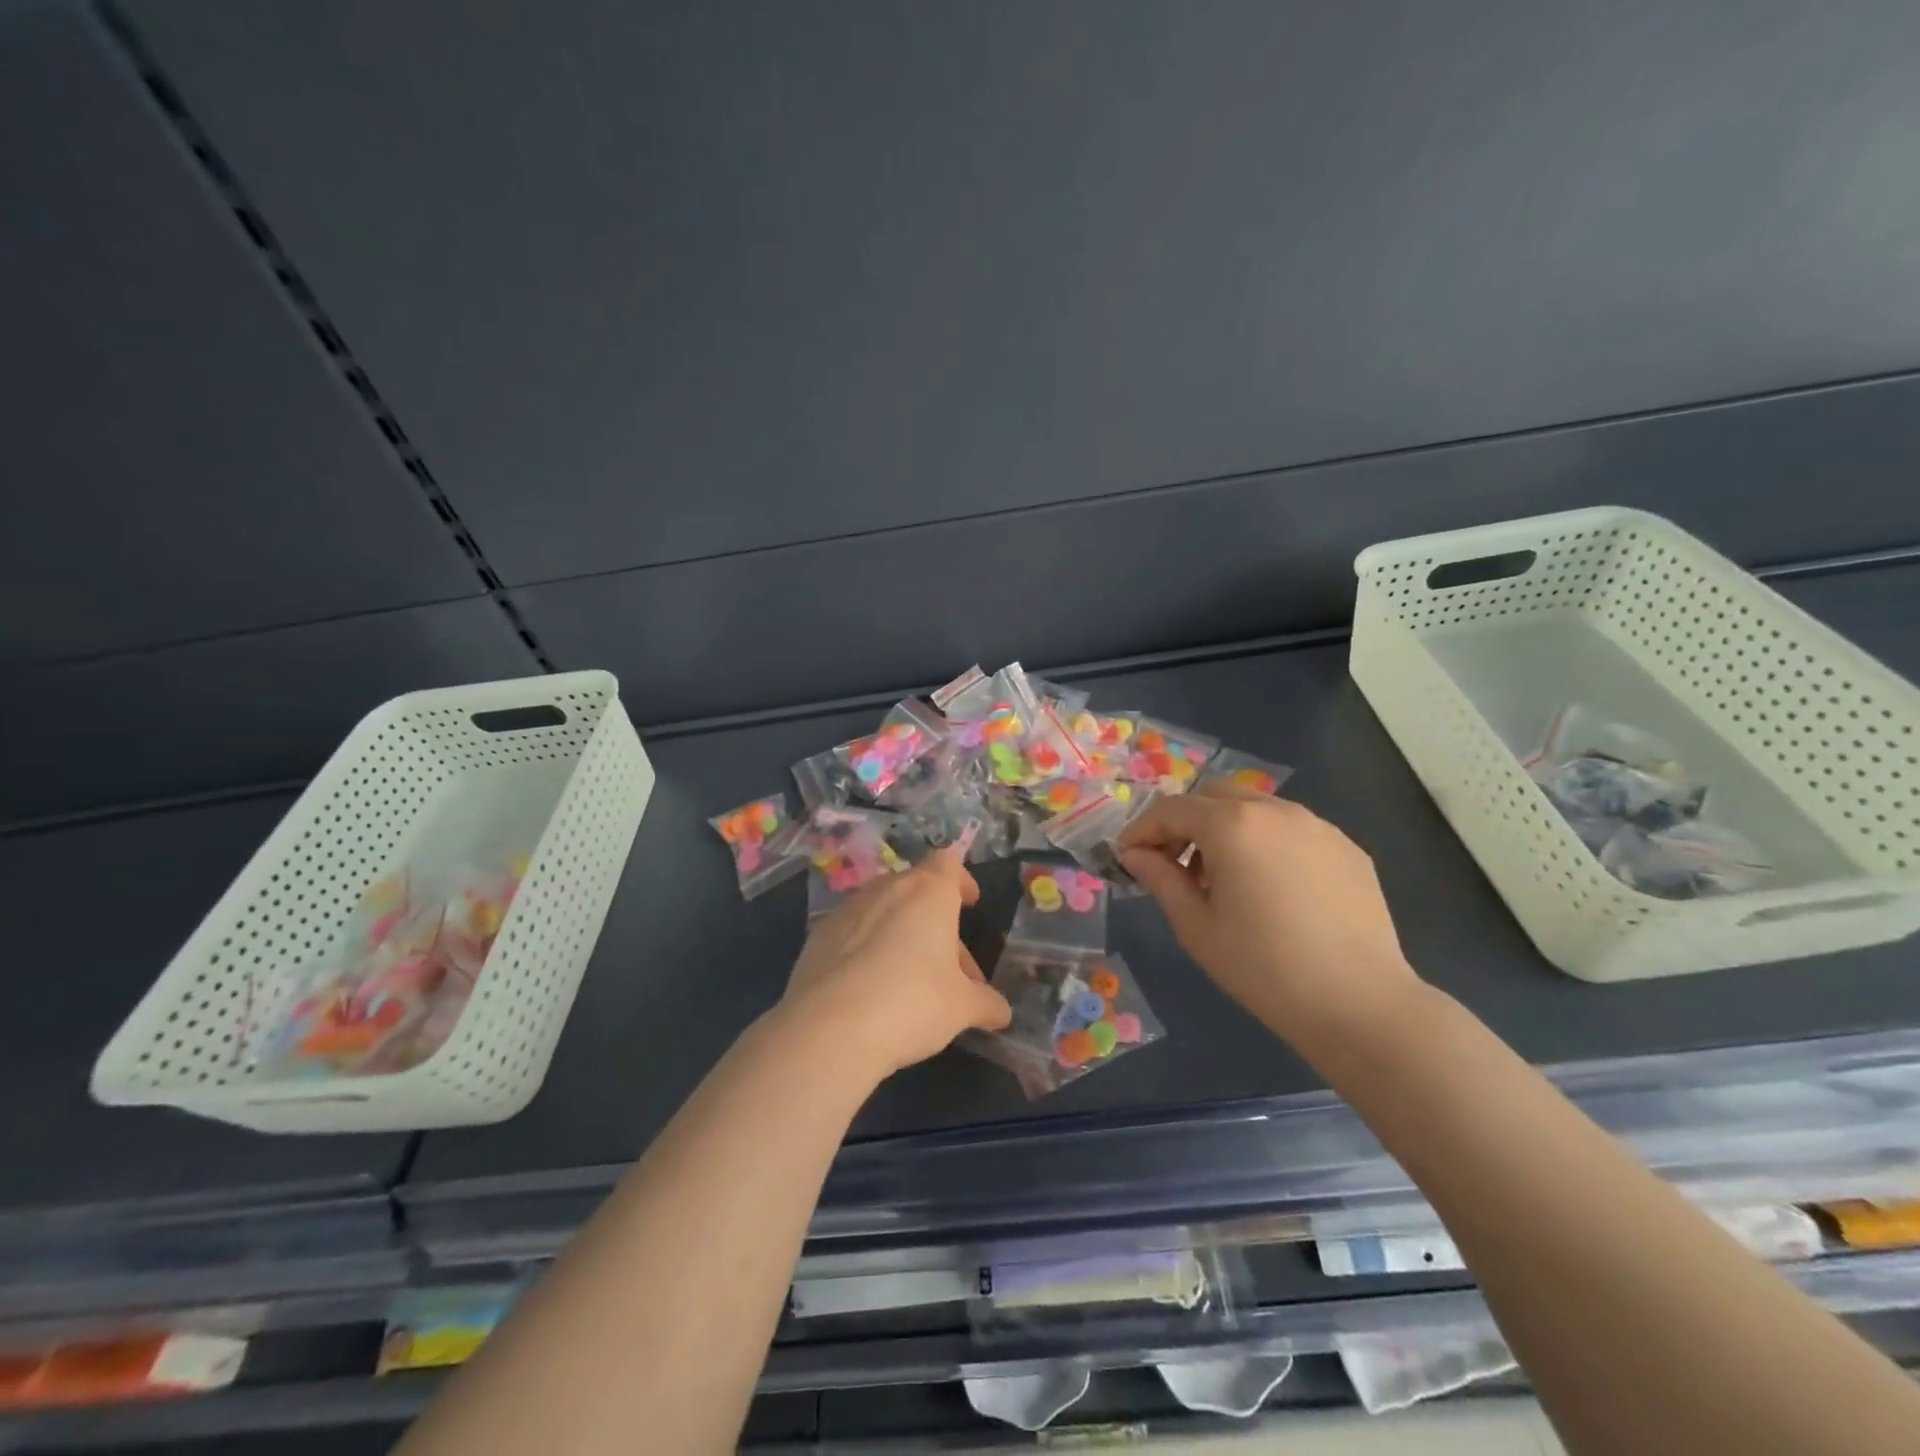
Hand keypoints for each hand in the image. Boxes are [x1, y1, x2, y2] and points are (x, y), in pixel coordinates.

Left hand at [778, 850, 1011, 1081]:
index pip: (948, 863)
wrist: (830, 1028)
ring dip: (901, 934)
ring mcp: (848, 909)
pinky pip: (853, 932)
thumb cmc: (913, 1003)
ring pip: (884, 910)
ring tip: (911, 979)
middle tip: (950, 965)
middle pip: (917, 890)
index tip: (970, 903)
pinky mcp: (818, 935)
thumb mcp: (962, 1008)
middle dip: (935, 921)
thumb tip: (1001, 1012)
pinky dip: (867, 948)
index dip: (961, 880)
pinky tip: (871, 987)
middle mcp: (887, 889)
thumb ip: (985, 1004)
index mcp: (929, 893)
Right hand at [1118, 786, 1418, 1045]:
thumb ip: (1160, 879)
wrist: (1360, 1004)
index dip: (1142, 829)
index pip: (1171, 809)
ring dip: (1225, 829)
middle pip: (1213, 797)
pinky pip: (1292, 830)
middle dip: (1184, 822)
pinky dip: (1265, 842)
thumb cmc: (1263, 968)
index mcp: (1232, 826)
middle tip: (1172, 863)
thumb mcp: (1196, 927)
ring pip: (1255, 808)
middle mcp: (1275, 810)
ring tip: (1222, 877)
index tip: (1127, 857)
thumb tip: (1135, 854)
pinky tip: (1269, 887)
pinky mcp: (1347, 847)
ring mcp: (1317, 825)